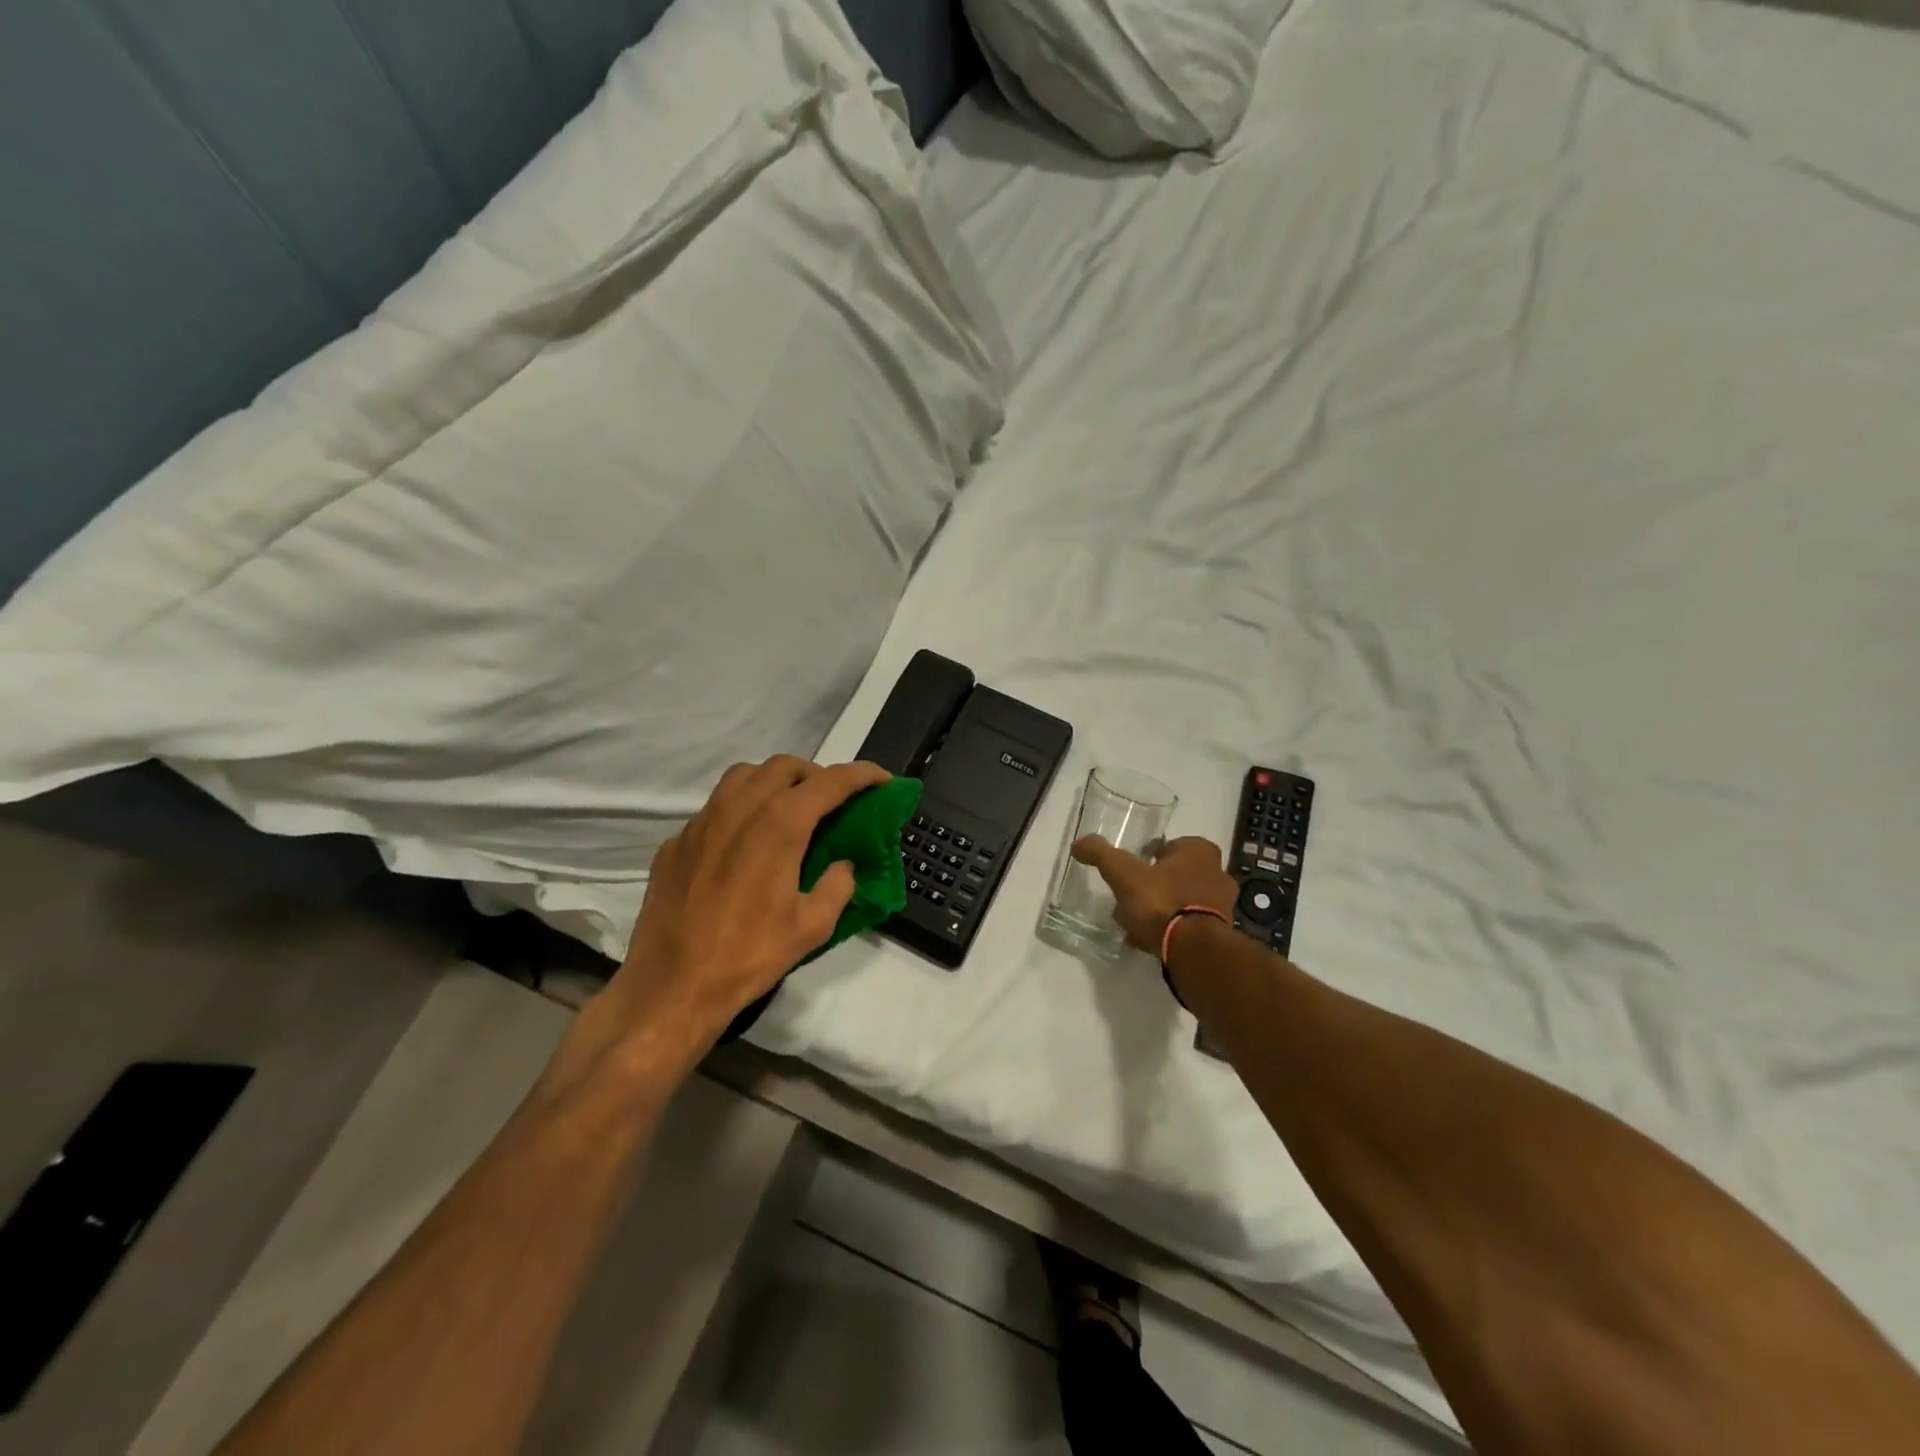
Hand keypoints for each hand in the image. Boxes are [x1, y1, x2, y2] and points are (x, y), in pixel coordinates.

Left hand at [605, 756, 891, 1050]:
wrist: (672, 987)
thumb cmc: (749, 956)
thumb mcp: (812, 927)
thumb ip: (837, 885)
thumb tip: (842, 864)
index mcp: (779, 826)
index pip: (829, 782)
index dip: (861, 775)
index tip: (881, 778)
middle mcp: (739, 810)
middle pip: (784, 767)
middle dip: (816, 774)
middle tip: (832, 799)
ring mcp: (702, 823)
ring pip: (743, 776)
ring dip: (774, 781)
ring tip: (789, 807)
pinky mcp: (677, 842)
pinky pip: (715, 807)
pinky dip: (740, 810)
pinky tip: (744, 844)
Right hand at [1070, 834, 1237, 953]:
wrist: (1195, 951)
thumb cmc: (1162, 902)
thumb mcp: (1124, 873)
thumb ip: (1102, 854)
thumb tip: (1079, 843)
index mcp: (1199, 851)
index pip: (1170, 845)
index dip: (1149, 856)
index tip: (1131, 871)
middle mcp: (1217, 874)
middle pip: (1176, 875)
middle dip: (1154, 886)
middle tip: (1129, 898)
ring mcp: (1222, 906)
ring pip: (1182, 902)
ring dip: (1161, 910)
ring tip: (1134, 925)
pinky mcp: (1219, 935)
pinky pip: (1187, 927)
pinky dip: (1170, 931)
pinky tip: (1149, 942)